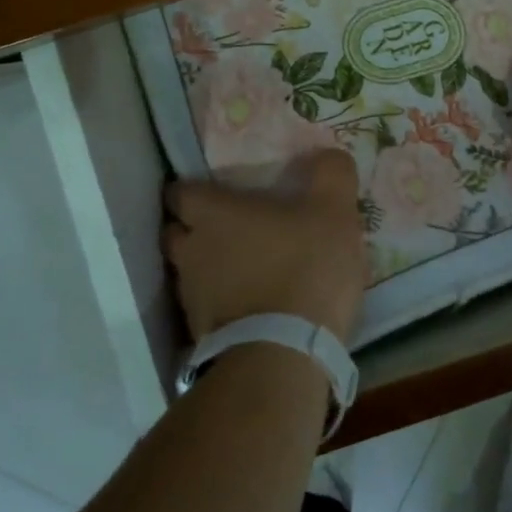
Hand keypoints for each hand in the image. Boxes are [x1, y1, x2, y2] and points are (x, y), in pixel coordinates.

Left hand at [164, 148, 366, 344]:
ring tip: (242, 266)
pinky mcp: (201, 337)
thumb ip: (331, 173)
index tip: (217, 190)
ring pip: (189, 272)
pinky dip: (221, 302)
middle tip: (229, 226)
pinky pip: (206, 308)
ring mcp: (191, 298)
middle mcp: (190, 251)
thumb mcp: (334, 209)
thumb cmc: (305, 266)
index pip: (180, 192)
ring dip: (208, 267)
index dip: (195, 189)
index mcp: (212, 214)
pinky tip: (250, 303)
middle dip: (195, 228)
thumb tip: (329, 155)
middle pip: (177, 232)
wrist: (286, 355)